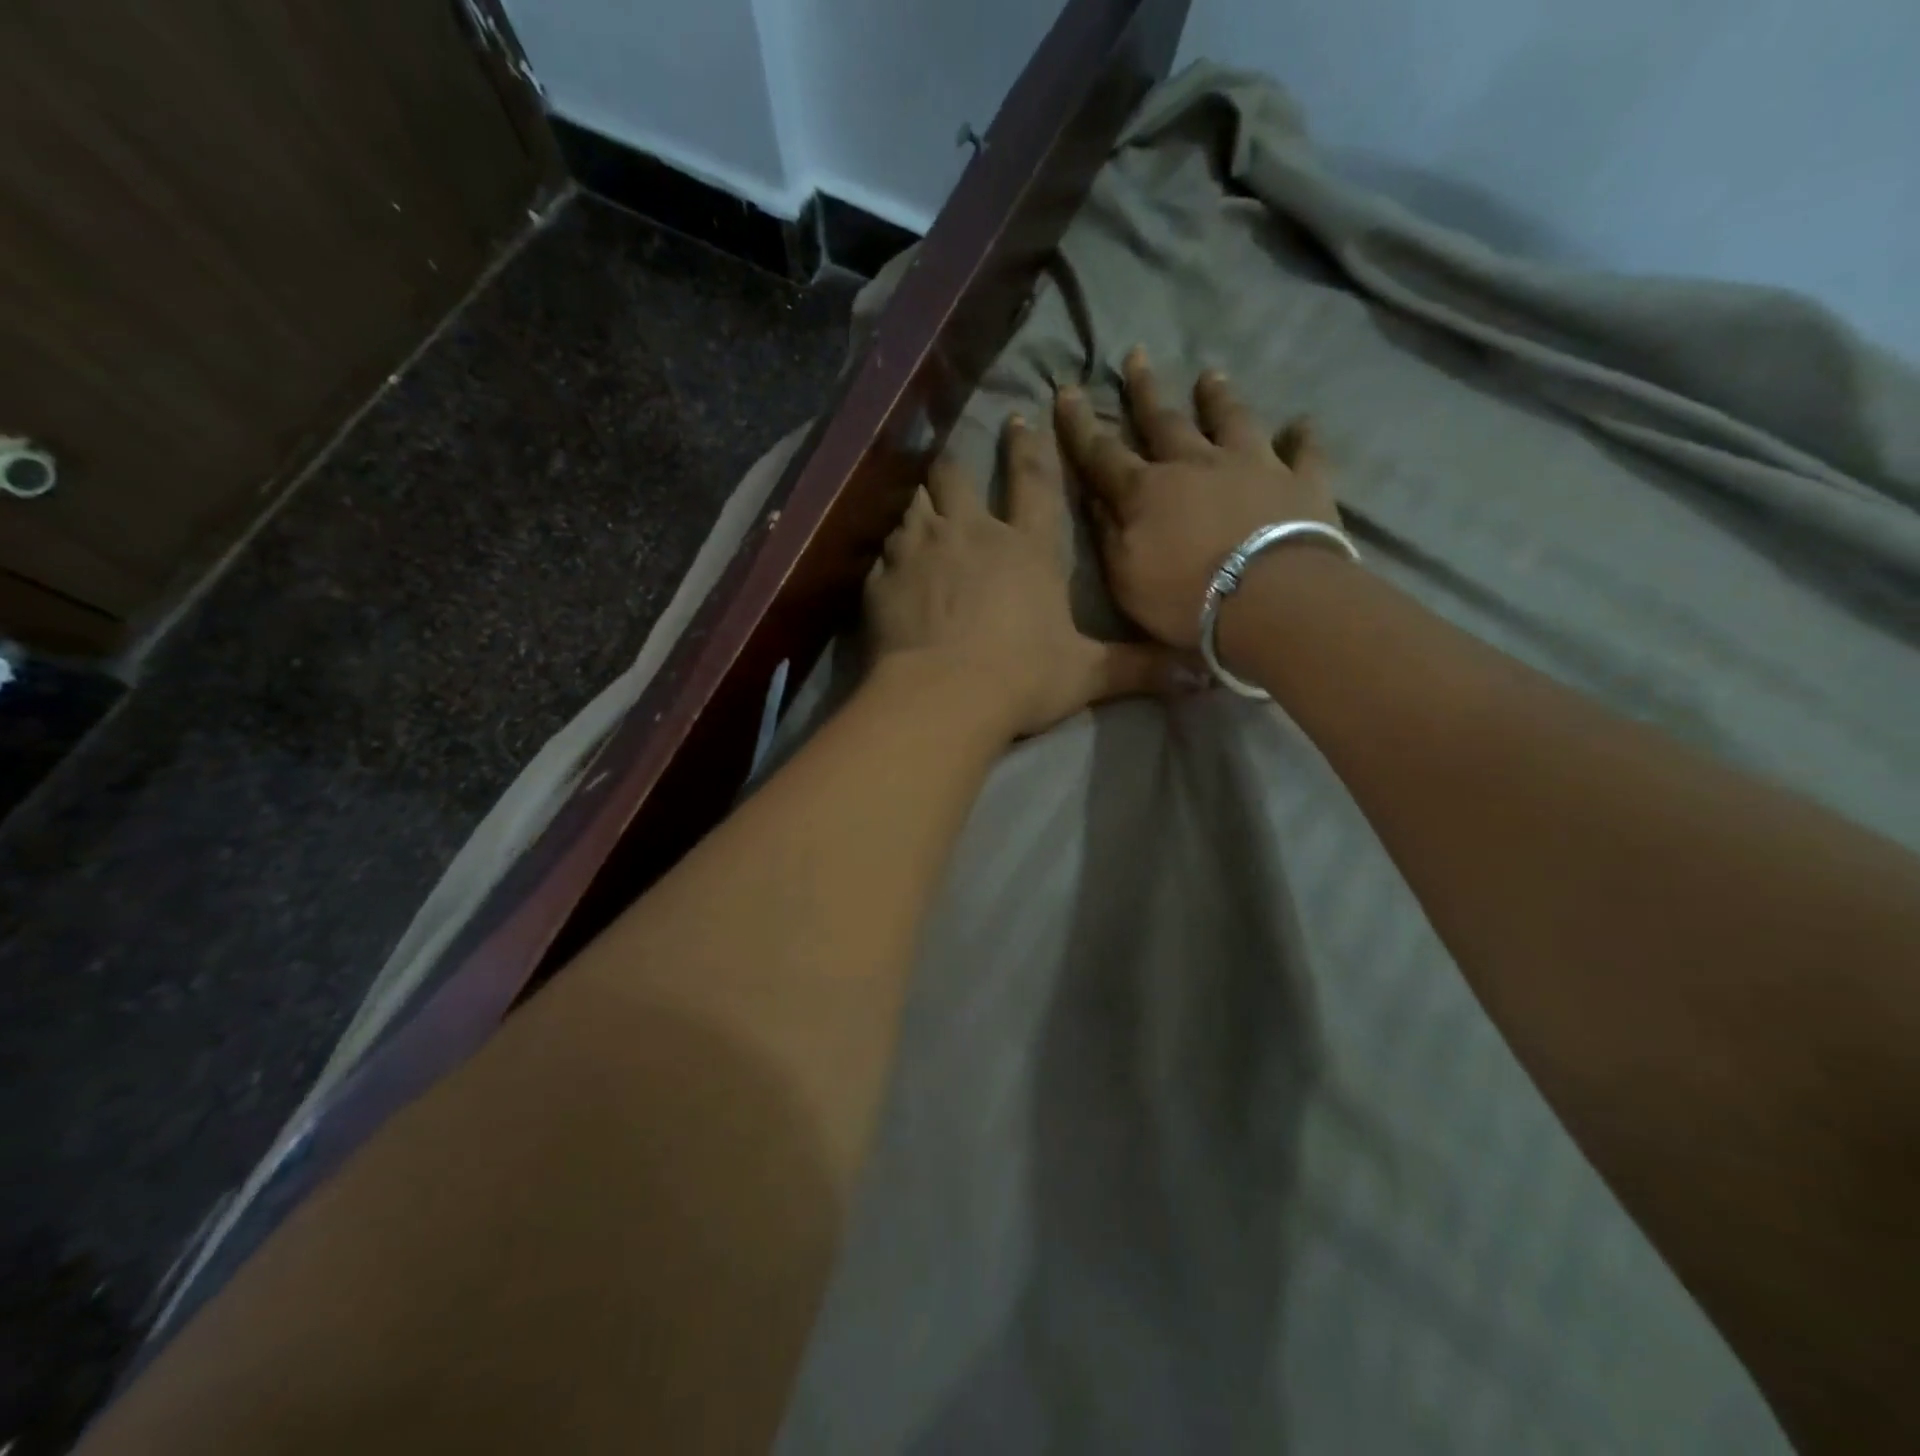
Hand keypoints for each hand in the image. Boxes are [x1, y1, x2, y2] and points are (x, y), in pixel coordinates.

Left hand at [865, 415, 1180, 739]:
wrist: (942, 697)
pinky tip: (890, 560)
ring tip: (922, 504)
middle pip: (958, 477)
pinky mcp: (884, 577)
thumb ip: (1137, 668)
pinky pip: (885, 549)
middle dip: (959, 464)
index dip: (1029, 447)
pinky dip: (889, 549)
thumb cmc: (1020, 678)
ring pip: (915, 503)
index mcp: (1027, 546)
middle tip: (958, 458)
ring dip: (920, 500)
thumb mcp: (1086, 674)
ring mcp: (921, 550)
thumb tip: (1202, 676)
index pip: (1033, 481)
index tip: (1021, 418)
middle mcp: (972, 533)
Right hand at [1054, 347, 1343, 649]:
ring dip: (1218, 398)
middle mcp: (1196, 464)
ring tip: (1210, 375)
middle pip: (1164, 421)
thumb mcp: (1125, 578)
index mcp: (1146, 491)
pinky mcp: (1301, 482)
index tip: (1066, 390)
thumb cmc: (1185, 598)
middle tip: (1136, 355)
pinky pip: (1302, 452)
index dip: (1080, 424)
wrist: (1270, 600)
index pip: (1102, 452)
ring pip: (1231, 420)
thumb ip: (1108, 534)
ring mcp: (1253, 466)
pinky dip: (1301, 437)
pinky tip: (1301, 423)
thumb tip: (1095, 498)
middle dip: (1145, 391)